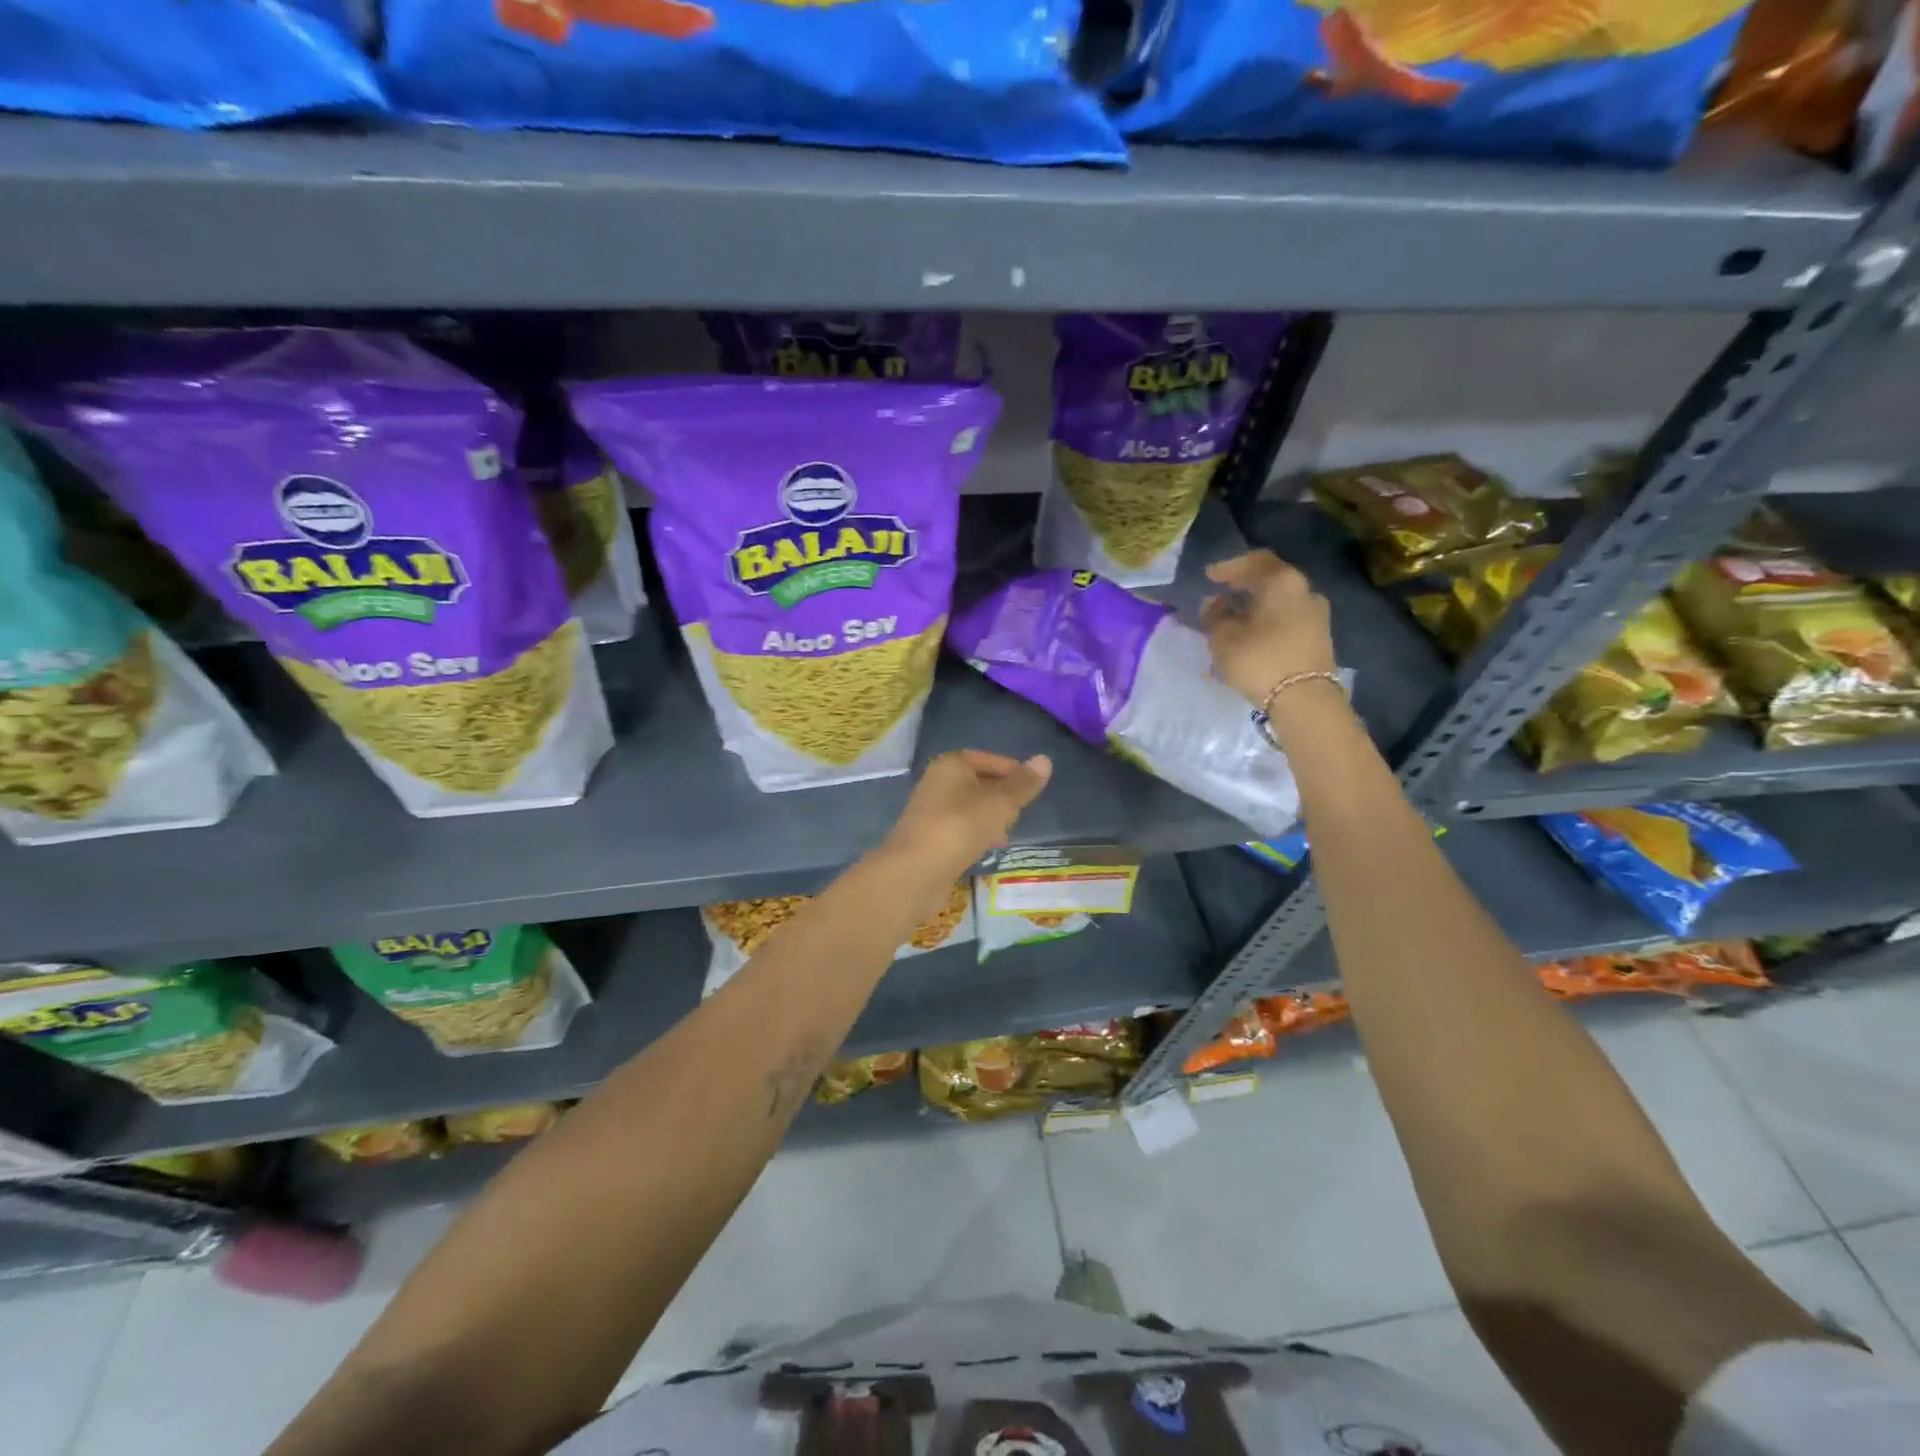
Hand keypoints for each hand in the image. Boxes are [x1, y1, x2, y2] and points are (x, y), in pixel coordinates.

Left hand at [882, 750, 1052, 874]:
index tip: (1032, 786)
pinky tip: (988, 849)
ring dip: (990, 817)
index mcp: (951, 765)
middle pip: (976, 783)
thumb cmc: (961, 826)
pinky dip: (976, 834)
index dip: (1011, 770)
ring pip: (968, 808)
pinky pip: (959, 829)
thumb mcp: (1001, 803)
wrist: (915, 871)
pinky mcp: (928, 838)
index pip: (986, 759)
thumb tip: (1045, 759)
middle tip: (1023, 810)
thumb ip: (1023, 784)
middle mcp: (936, 783)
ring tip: (1010, 832)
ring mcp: (930, 812)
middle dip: (1001, 796)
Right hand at [1200, 550, 1335, 706]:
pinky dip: (1269, 619)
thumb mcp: (1224, 637)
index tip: (1209, 576)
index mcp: (1282, 582)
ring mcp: (1316, 614)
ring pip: (1281, 600)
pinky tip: (1253, 632)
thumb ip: (1215, 615)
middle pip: (1271, 579)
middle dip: (1245, 584)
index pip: (1255, 561)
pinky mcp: (1319, 637)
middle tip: (1222, 592)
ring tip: (1235, 616)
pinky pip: (1288, 617)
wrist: (1304, 699)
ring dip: (1258, 604)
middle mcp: (1305, 591)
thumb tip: (1214, 602)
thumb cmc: (1260, 659)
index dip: (1230, 566)